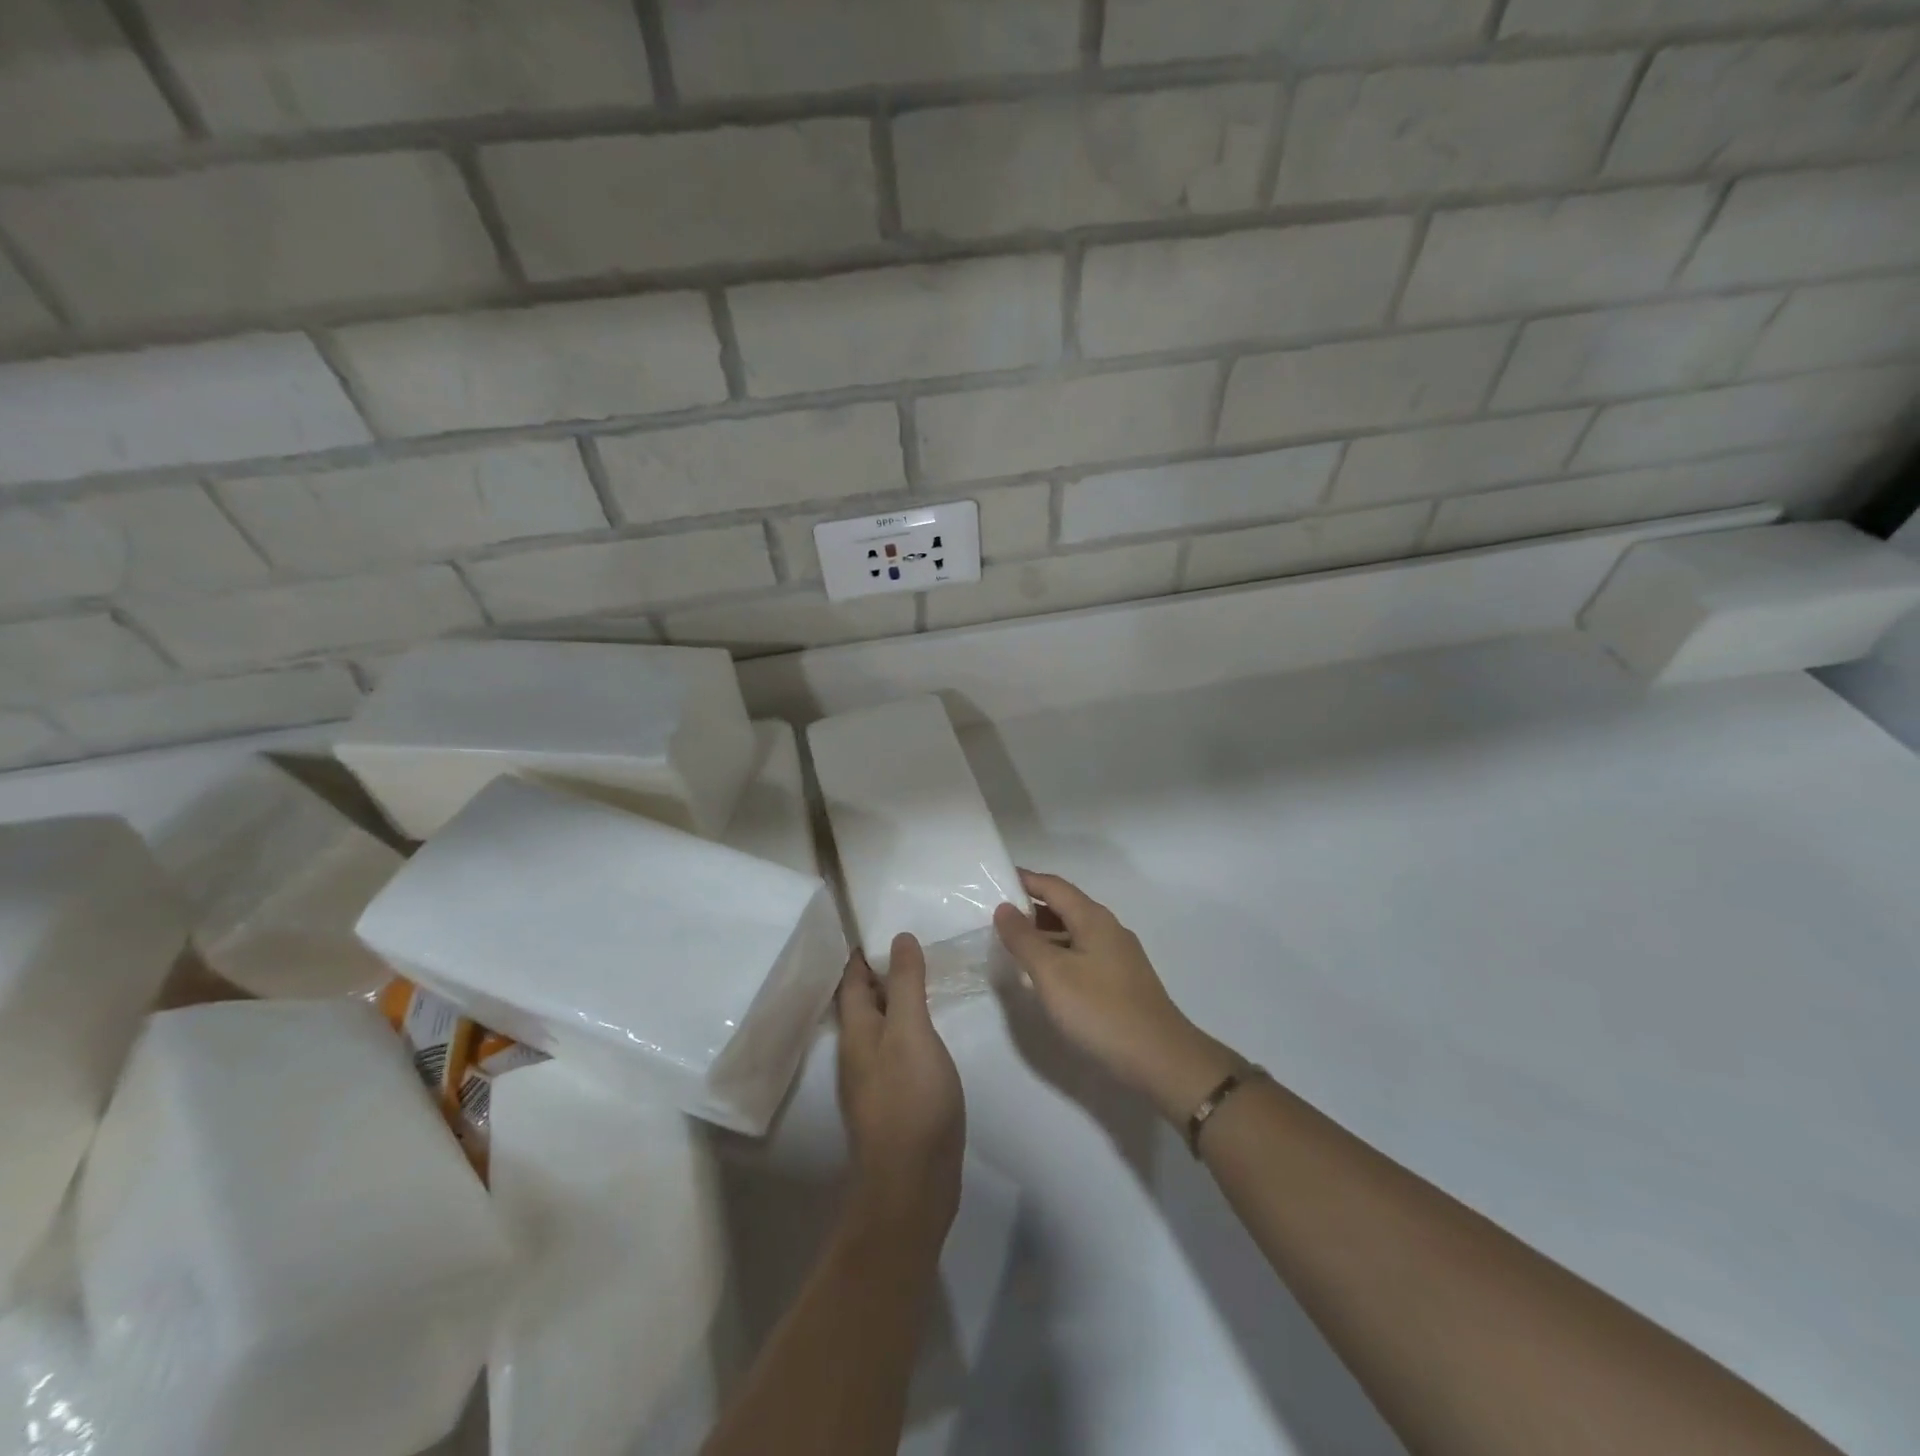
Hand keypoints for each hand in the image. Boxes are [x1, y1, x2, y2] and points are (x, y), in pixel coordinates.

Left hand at [836, 934, 964, 1239]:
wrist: (912, 1185)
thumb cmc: (910, 1099)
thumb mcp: (911, 1031)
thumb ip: (905, 985)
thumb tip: (899, 937)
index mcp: (856, 1030)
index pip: (852, 978)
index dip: (862, 950)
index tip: (880, 921)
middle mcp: (858, 1050)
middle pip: (863, 1000)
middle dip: (879, 970)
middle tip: (909, 940)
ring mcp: (875, 1077)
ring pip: (880, 1024)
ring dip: (894, 997)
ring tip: (921, 973)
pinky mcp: (895, 1097)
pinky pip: (897, 1046)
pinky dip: (908, 1024)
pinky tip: (928, 1025)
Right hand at [994, 870, 1239, 1124]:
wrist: (1161, 1060)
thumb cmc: (1101, 1011)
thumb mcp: (1052, 974)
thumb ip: (1024, 939)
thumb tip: (1004, 908)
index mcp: (1093, 918)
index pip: (1053, 886)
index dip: (1024, 880)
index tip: (993, 880)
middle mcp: (1108, 929)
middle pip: (1064, 906)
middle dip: (1030, 907)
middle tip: (994, 915)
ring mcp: (1118, 956)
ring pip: (1073, 933)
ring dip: (1043, 933)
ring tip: (1010, 944)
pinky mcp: (1120, 981)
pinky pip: (1081, 955)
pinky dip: (1057, 954)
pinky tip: (1043, 975)